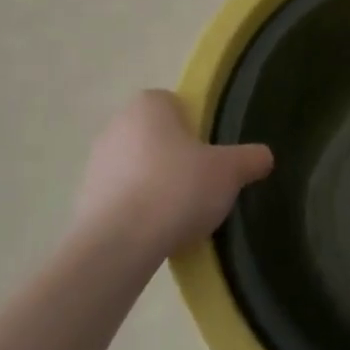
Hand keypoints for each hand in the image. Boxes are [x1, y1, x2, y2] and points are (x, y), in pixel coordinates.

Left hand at [73, 91, 273, 261]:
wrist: (118, 245)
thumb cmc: (177, 189)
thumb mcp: (229, 172)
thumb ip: (249, 159)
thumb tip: (264, 156)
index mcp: (149, 104)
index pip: (177, 105)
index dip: (198, 128)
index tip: (212, 155)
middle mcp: (116, 124)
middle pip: (157, 136)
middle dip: (177, 157)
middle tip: (202, 184)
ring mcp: (96, 162)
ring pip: (138, 167)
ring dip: (156, 184)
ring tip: (181, 215)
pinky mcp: (85, 199)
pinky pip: (122, 198)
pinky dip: (138, 210)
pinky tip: (157, 232)